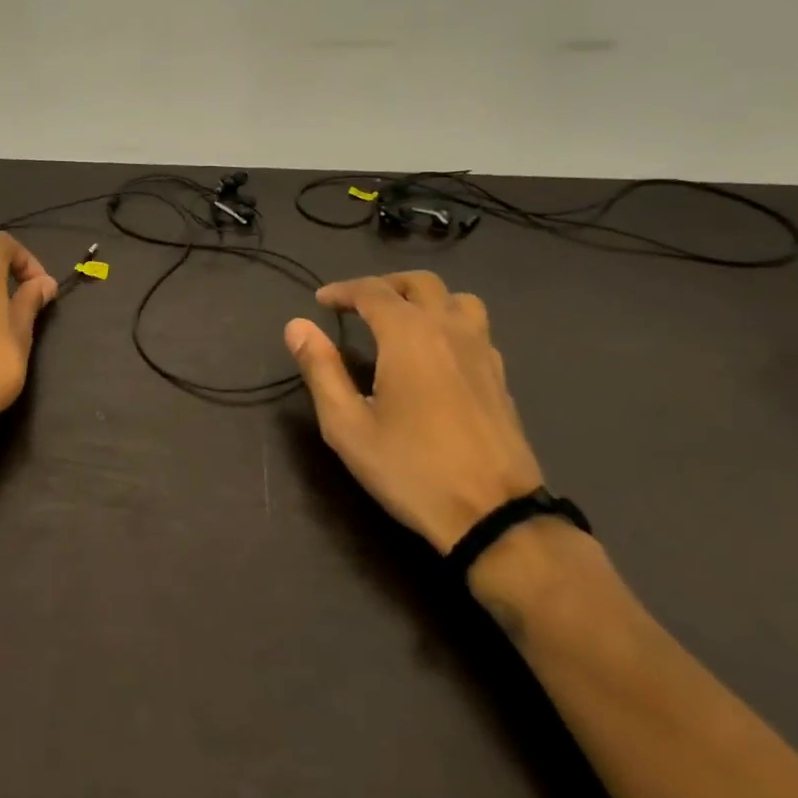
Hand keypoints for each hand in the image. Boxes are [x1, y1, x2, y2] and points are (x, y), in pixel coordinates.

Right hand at [284, 272, 544, 552]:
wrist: (493, 515)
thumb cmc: (411, 468)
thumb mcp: (347, 425)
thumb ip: (321, 369)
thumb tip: (297, 325)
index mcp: (409, 335)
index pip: (372, 291)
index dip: (342, 290)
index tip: (321, 302)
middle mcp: (449, 329)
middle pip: (419, 283)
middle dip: (383, 285)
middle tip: (357, 305)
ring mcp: (482, 351)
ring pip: (456, 299)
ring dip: (424, 298)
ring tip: (401, 320)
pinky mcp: (499, 376)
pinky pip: (474, 328)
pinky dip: (449, 322)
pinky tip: (435, 353)